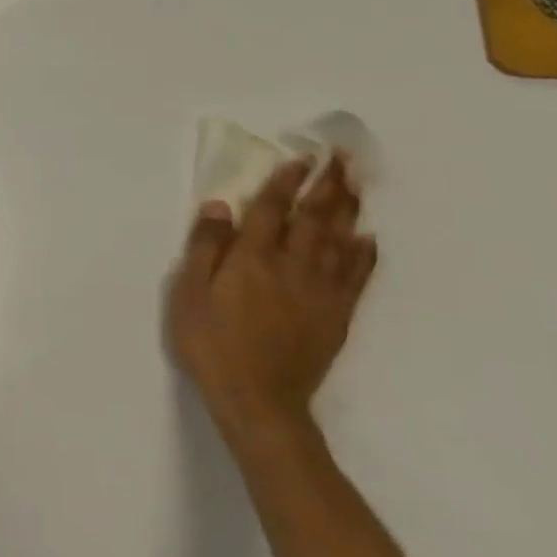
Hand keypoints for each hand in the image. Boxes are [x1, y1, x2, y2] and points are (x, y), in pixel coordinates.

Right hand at [167, 154, 378, 445]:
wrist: (258, 399)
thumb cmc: (210, 343)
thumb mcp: (188, 294)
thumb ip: (205, 248)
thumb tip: (219, 206)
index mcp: (251, 259)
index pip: (271, 210)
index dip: (285, 183)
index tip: (300, 158)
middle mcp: (291, 267)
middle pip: (313, 219)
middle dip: (327, 186)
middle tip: (342, 158)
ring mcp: (319, 291)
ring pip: (339, 241)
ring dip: (348, 209)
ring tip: (356, 184)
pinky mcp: (336, 315)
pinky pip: (356, 276)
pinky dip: (364, 253)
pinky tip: (368, 237)